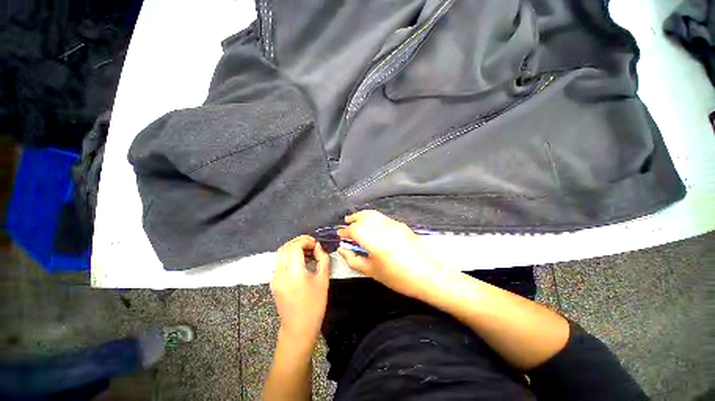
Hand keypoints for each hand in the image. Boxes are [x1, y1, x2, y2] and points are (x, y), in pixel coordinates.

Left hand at [271, 235, 330, 340]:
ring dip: (293, 247)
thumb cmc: (314, 305)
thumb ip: (323, 259)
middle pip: (286, 247)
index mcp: (294, 273)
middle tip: (312, 244)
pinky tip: (299, 260)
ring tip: (306, 250)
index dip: (306, 240)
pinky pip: (279, 261)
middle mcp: (280, 273)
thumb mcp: (323, 280)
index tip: (316, 244)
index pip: (295, 246)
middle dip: (299, 241)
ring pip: (280, 253)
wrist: (298, 328)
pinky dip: (289, 255)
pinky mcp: (273, 282)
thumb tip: (318, 247)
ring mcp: (274, 278)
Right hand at [337, 210, 441, 298]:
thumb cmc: (398, 278)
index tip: (341, 235)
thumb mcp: (372, 272)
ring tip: (356, 219)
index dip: (345, 231)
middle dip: (353, 219)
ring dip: (363, 216)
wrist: (427, 275)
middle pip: (364, 217)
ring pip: (374, 214)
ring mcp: (394, 225)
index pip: (355, 230)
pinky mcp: (401, 225)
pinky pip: (383, 218)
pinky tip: (372, 225)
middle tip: (346, 223)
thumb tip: (342, 249)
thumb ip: (354, 259)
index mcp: (375, 242)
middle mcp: (384, 229)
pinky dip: (373, 218)